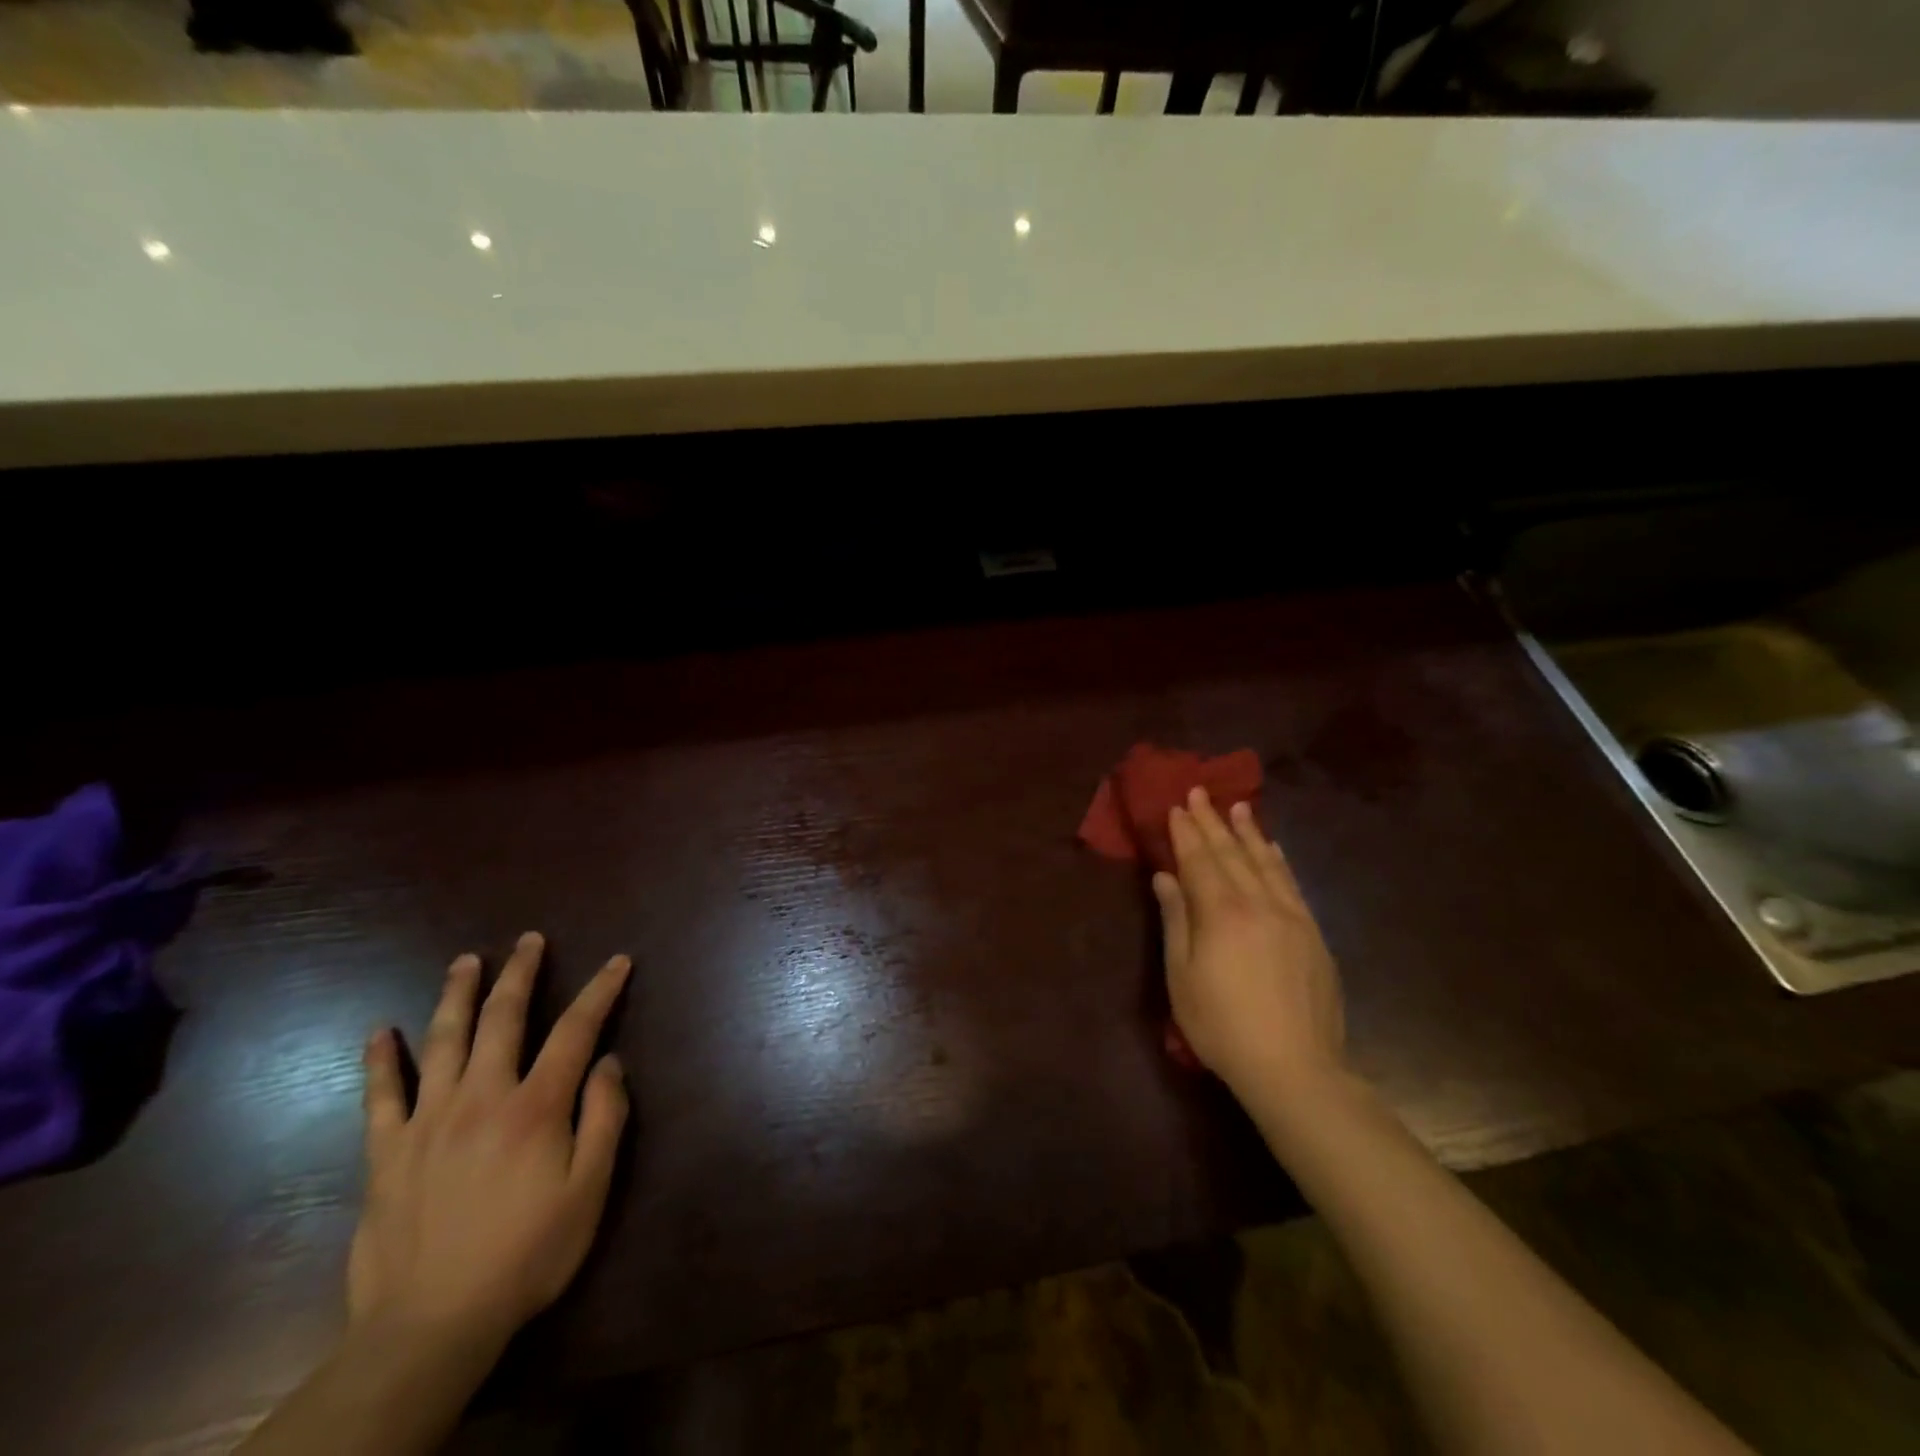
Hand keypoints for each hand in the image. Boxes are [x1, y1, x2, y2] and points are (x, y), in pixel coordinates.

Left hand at [350, 932, 631, 1355]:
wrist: (432, 1326)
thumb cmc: (527, 1254)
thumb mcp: (590, 1190)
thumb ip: (604, 1118)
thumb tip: (609, 1062)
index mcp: (535, 1106)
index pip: (576, 1030)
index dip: (600, 991)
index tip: (618, 961)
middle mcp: (481, 1097)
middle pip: (503, 1018)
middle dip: (521, 973)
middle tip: (530, 940)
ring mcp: (427, 1121)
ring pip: (443, 1041)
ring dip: (457, 995)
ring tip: (466, 961)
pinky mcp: (386, 1153)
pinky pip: (380, 1096)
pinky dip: (381, 1060)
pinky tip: (380, 1031)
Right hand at [1153, 788, 1346, 1101]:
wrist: (1296, 1068)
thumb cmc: (1223, 1026)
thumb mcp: (1183, 976)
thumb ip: (1176, 920)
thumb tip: (1166, 877)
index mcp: (1222, 913)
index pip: (1200, 860)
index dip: (1186, 832)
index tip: (1177, 806)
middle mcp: (1258, 904)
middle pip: (1231, 854)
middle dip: (1212, 821)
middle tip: (1200, 792)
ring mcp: (1291, 916)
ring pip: (1265, 862)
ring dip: (1248, 832)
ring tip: (1238, 806)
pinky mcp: (1313, 933)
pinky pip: (1292, 884)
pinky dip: (1279, 860)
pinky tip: (1273, 847)